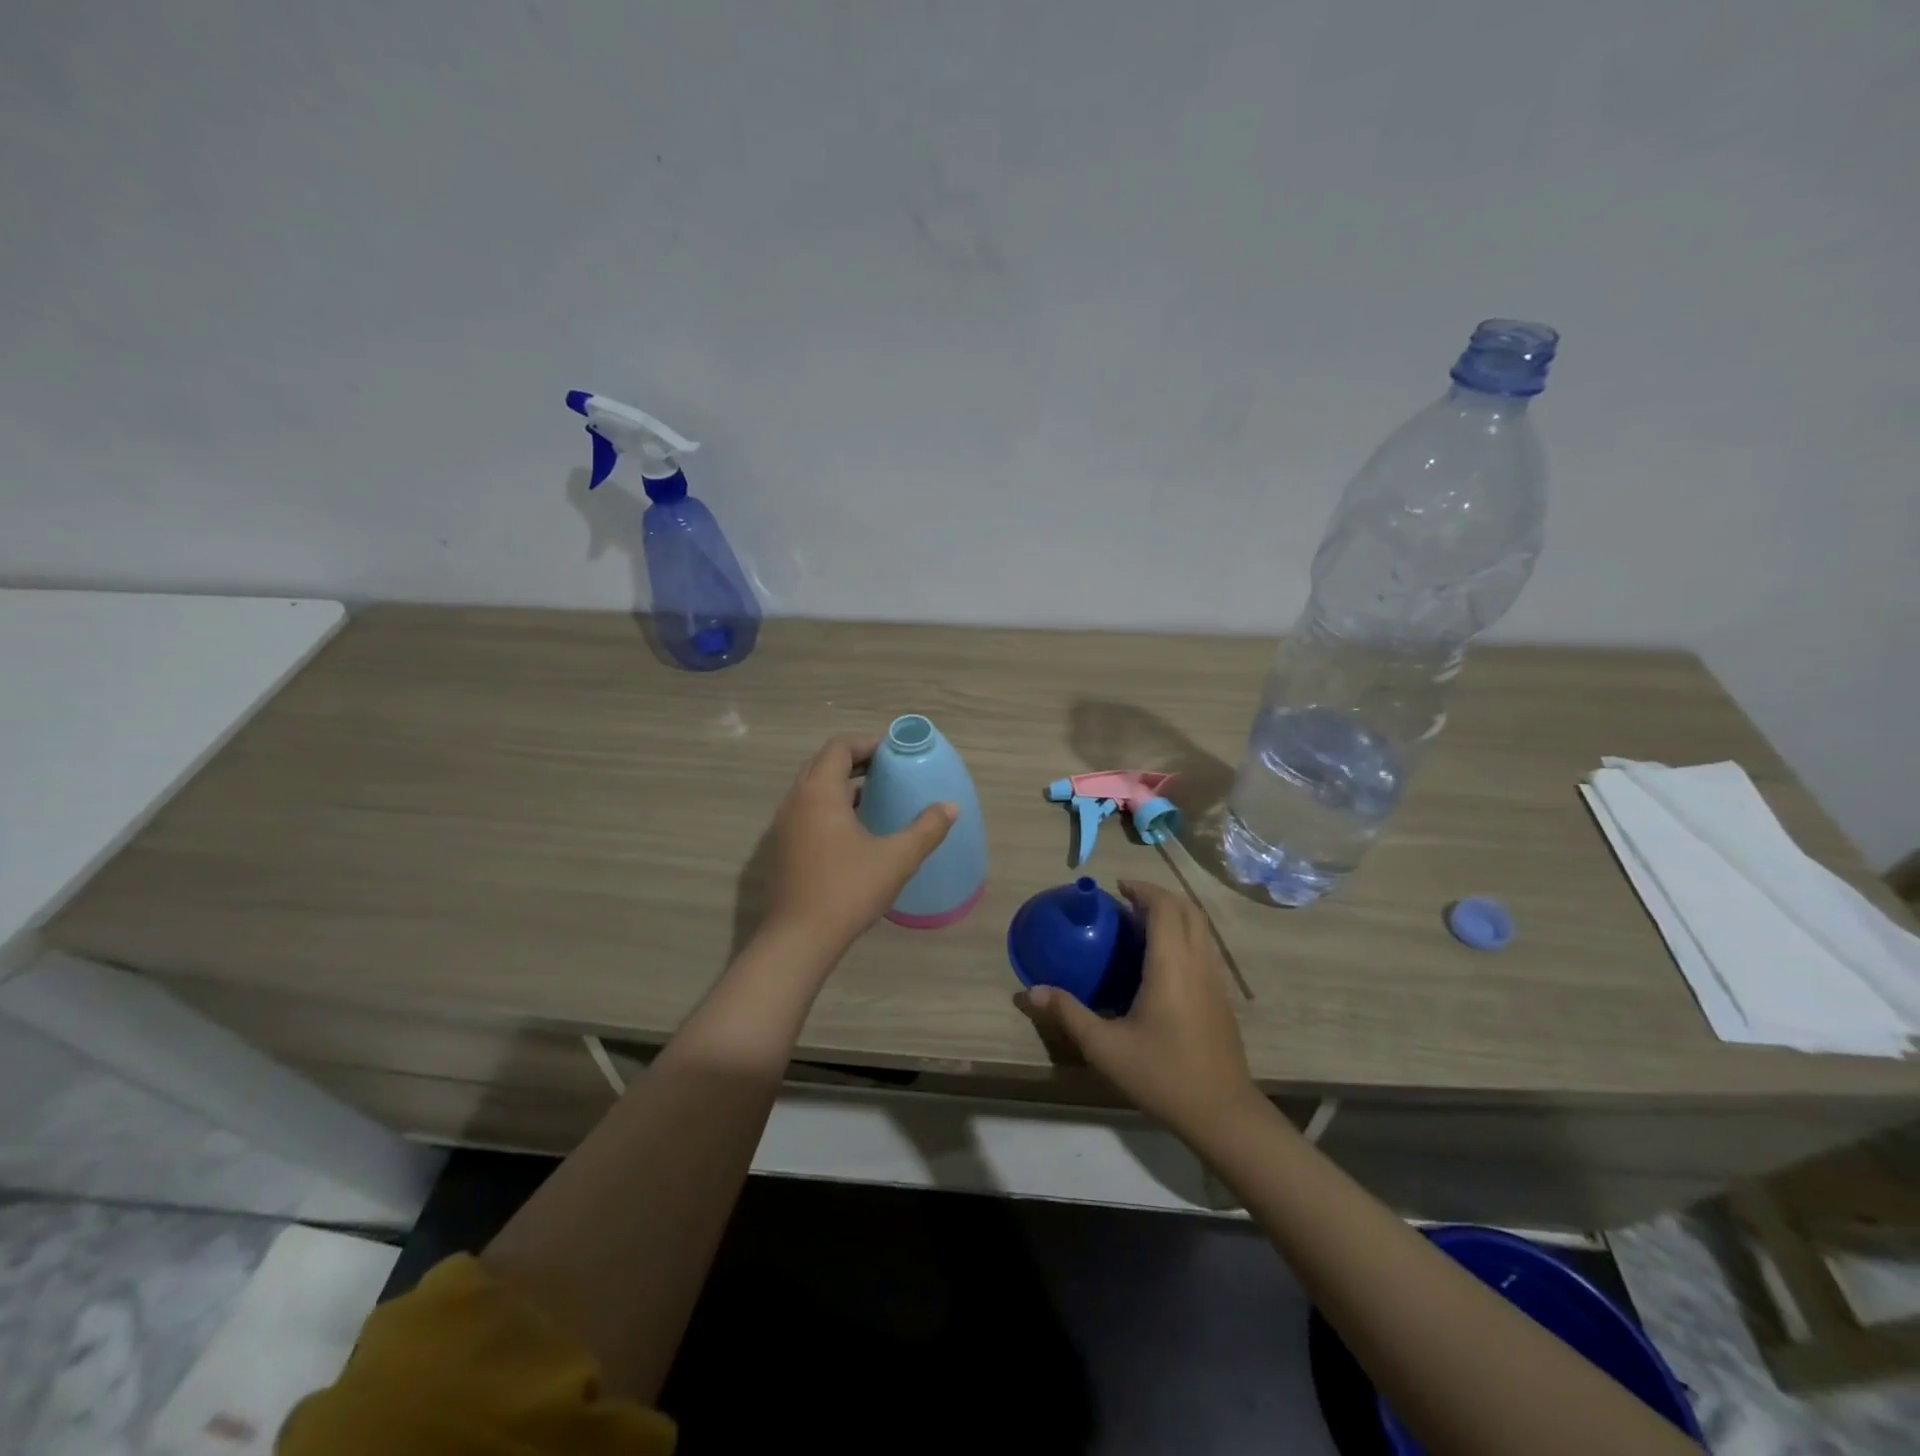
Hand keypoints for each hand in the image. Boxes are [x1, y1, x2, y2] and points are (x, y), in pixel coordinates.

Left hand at [762, 732, 956, 961]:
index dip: (867, 743)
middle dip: (855, 761)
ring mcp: (784, 827)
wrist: (798, 939)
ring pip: (812, 790)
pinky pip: (807, 812)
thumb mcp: (897, 858)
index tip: (894, 752)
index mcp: (819, 793)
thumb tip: (950, 807)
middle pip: (823, 764)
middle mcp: (795, 801)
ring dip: (842, 785)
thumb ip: (926, 829)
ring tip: (875, 797)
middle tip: (887, 770)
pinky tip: (855, 832)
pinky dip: (830, 808)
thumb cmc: (848, 890)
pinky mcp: (782, 850)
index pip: (839, 747)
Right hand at [1024, 879, 1257, 1138]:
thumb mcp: (1105, 1047)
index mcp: (1171, 965)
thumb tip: (1031, 990)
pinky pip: (1204, 946)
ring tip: (1141, 925)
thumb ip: (1068, 1013)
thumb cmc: (1161, 1075)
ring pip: (1201, 927)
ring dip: (1174, 914)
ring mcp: (1215, 979)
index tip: (1117, 887)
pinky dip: (1184, 934)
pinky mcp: (1222, 996)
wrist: (1222, 1113)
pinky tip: (1161, 961)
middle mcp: (1198, 962)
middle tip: (1126, 902)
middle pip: (1187, 909)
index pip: (1164, 907)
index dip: (1142, 889)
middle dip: (1158, 896)